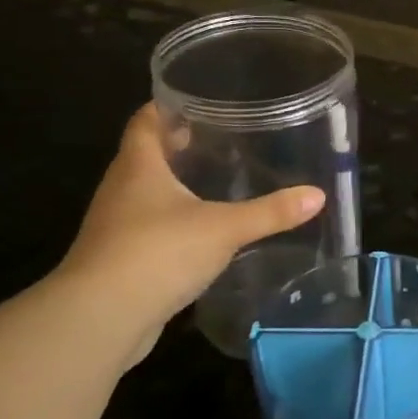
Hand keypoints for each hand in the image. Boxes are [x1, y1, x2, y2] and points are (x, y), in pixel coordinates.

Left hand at [52, 105, 325, 357]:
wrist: (99, 319)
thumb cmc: (157, 253)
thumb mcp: (224, 229)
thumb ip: (270, 212)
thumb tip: (318, 195)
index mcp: (138, 166)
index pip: (146, 120)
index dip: (169, 106)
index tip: (201, 99)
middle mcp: (121, 188)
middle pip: (147, 154)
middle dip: (181, 145)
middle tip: (224, 139)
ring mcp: (116, 225)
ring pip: (148, 193)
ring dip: (177, 185)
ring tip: (219, 181)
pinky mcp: (120, 258)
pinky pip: (149, 227)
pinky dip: (174, 221)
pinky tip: (203, 230)